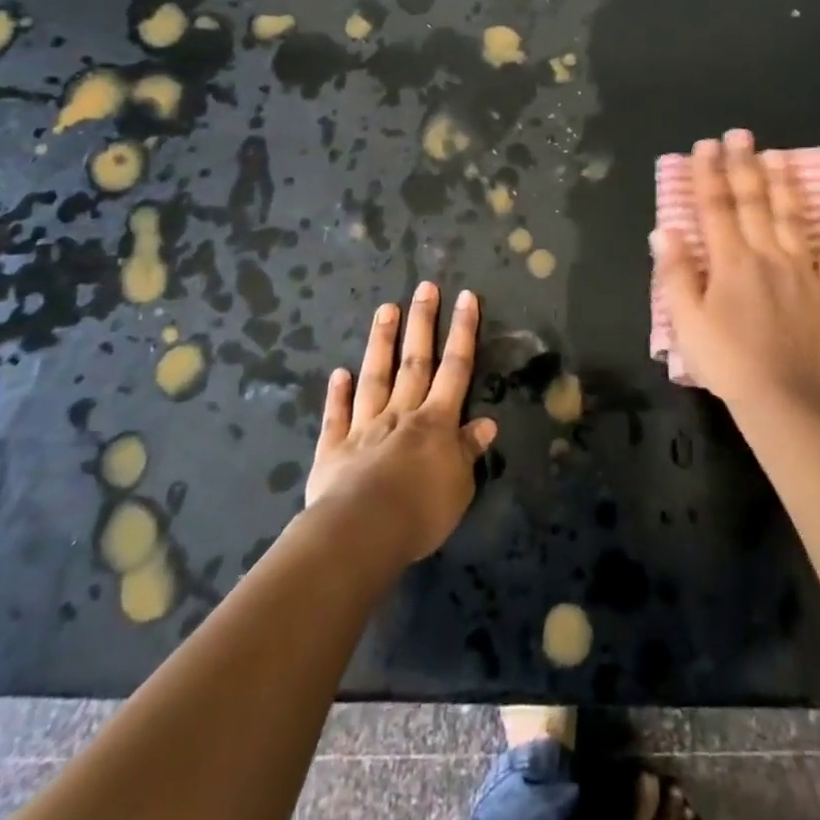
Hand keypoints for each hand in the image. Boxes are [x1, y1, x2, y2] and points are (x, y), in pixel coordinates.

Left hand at [304, 282, 498, 564]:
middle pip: (415, 361)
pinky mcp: (333, 449)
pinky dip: (337, 394)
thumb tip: (486, 424)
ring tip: (385, 309)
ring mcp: (364, 427)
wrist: (361, 532)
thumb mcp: (459, 486)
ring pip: (375, 376)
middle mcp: (401, 414)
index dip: (463, 332)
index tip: (466, 297)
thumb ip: (468, 451)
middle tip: (425, 287)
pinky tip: (339, 372)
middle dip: (422, 322)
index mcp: (436, 422)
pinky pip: (337, 416)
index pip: (455, 368)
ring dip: (381, 342)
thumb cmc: (420, 511)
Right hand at [653, 131, 819, 412]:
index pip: (716, 208)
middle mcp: (768, 256)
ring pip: (794, 220)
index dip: (708, 174)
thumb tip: (665, 230)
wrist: (784, 401)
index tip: (705, 145)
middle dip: (745, 166)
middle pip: (755, 203)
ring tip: (781, 156)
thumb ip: (676, 274)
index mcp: (731, 262)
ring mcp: (804, 273)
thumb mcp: (687, 322)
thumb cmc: (727, 362)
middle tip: (741, 134)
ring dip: (786, 186)